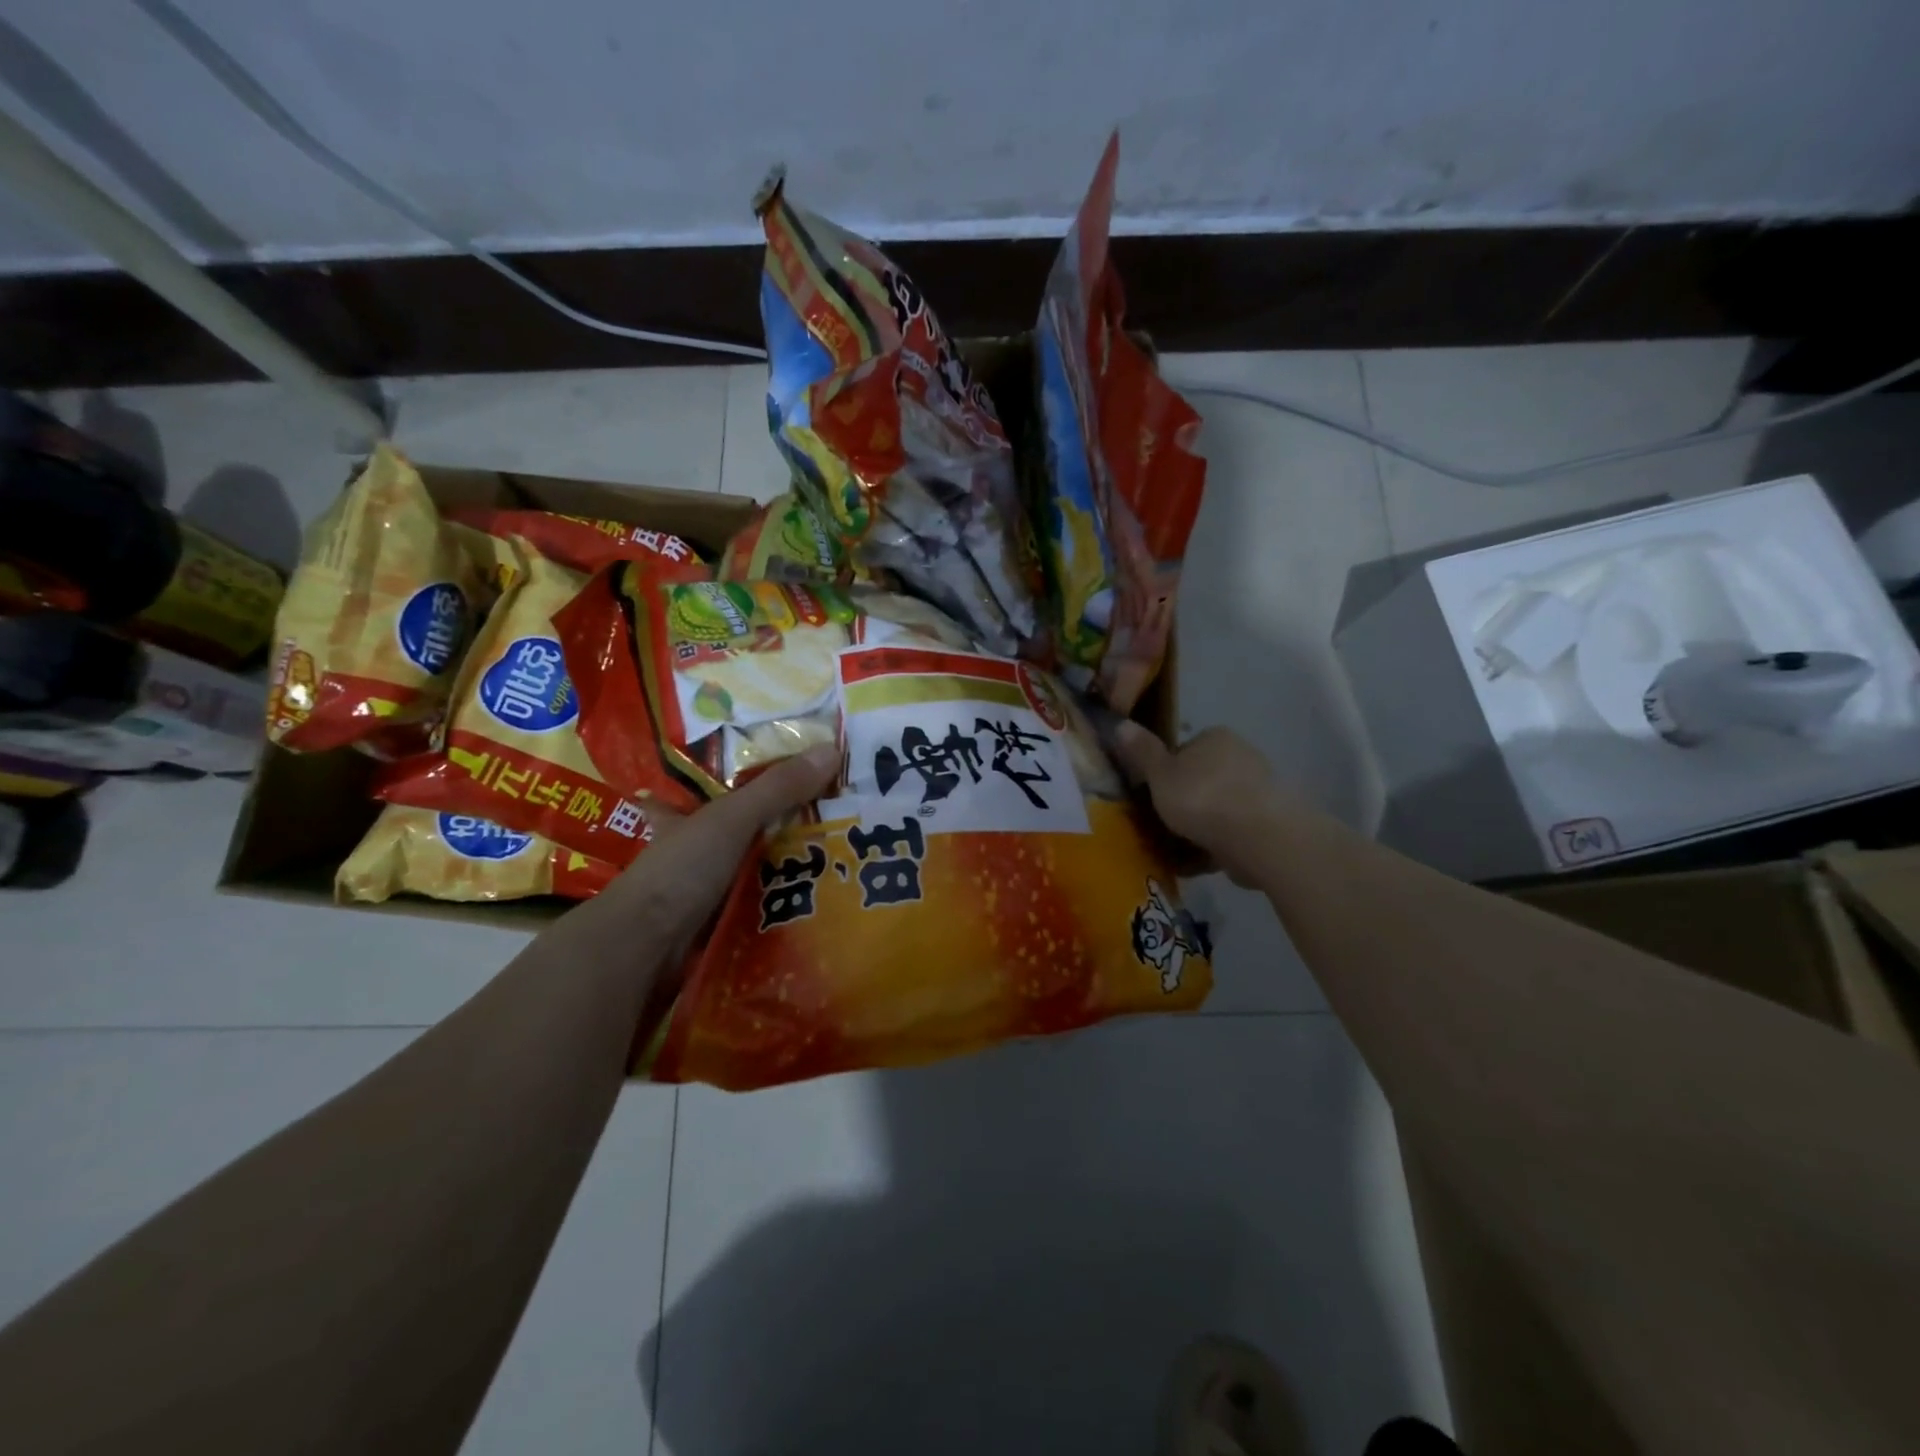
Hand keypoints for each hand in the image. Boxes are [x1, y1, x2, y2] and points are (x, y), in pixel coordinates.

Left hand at [595, 744, 839, 943]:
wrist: (646, 948)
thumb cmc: (681, 870)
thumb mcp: (733, 819)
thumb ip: (779, 788)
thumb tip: (833, 748)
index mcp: (687, 819)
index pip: (720, 790)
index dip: (748, 783)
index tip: (791, 777)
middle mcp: (696, 854)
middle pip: (748, 834)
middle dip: (787, 829)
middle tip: (839, 820)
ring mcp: (709, 893)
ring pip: (760, 873)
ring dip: (793, 871)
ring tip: (845, 860)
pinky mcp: (723, 926)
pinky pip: (765, 909)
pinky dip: (788, 905)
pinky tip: (823, 902)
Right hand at [1111, 723, 1286, 885]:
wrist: (1261, 839)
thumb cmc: (1202, 798)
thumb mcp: (1160, 774)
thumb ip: (1142, 752)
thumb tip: (1120, 723)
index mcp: (1215, 737)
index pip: (1183, 751)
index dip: (1163, 774)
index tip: (1151, 797)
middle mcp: (1241, 756)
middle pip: (1201, 779)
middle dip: (1183, 802)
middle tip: (1160, 827)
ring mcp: (1259, 789)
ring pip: (1217, 808)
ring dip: (1200, 827)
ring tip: (1176, 852)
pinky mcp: (1270, 822)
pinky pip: (1233, 831)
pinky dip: (1217, 845)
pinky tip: (1199, 863)